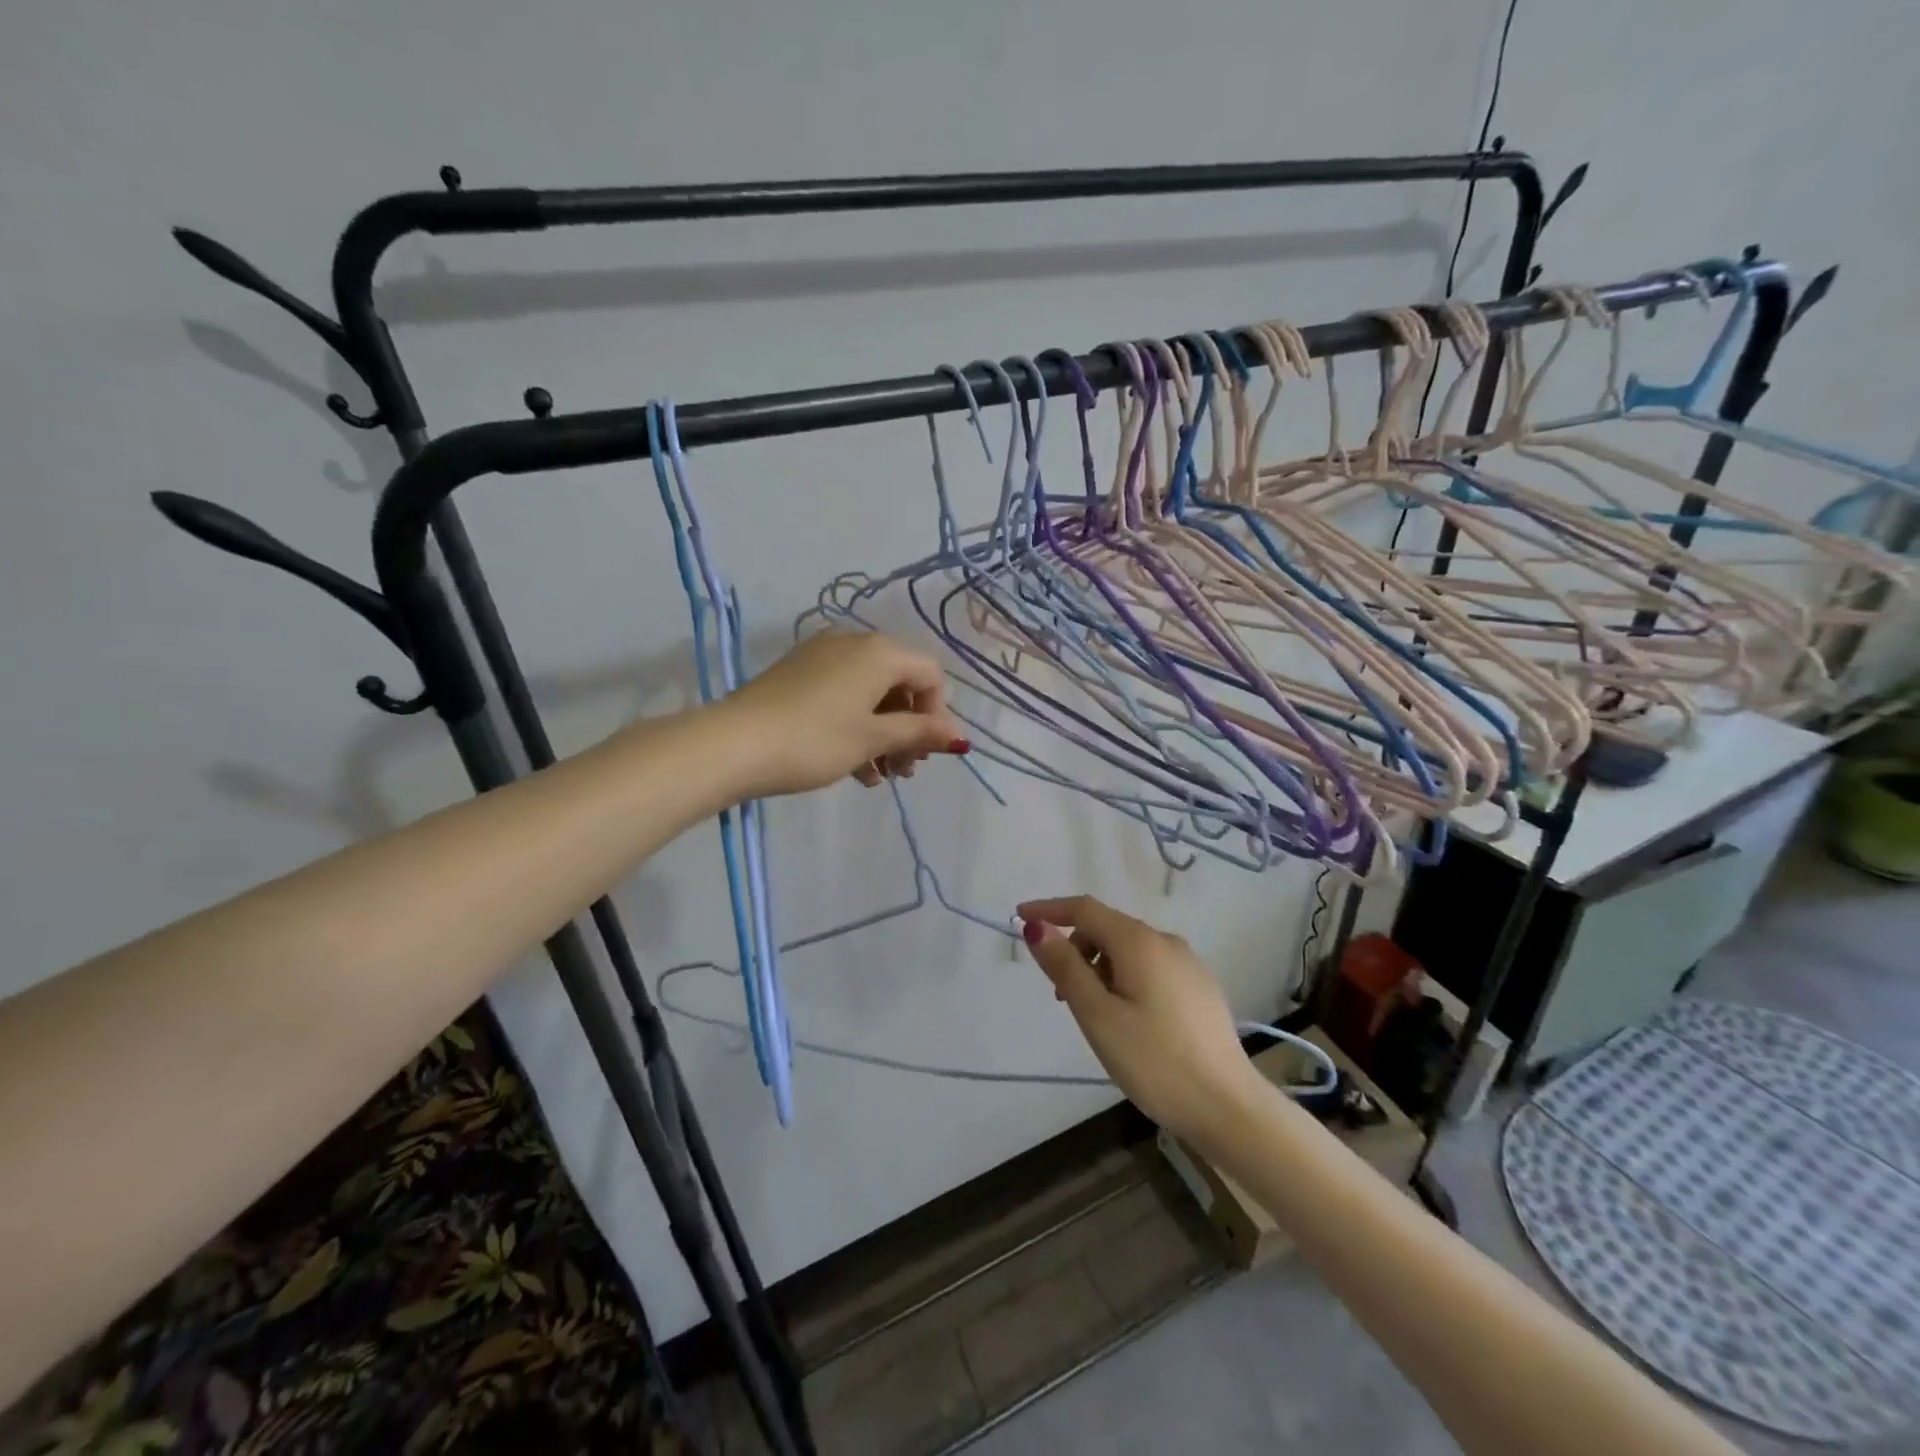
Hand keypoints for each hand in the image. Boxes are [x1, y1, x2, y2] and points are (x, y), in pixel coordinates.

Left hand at [718, 630, 969, 797]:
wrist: (733, 744)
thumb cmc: (814, 740)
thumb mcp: (872, 739)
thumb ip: (918, 732)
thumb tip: (959, 736)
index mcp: (879, 652)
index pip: (929, 674)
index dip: (937, 714)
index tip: (928, 754)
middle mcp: (853, 642)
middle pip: (900, 683)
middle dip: (909, 728)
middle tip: (904, 770)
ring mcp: (822, 656)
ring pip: (870, 692)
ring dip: (883, 733)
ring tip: (878, 776)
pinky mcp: (798, 673)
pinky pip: (843, 694)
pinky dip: (856, 725)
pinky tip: (854, 767)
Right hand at [1018, 895, 1260, 1142]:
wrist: (1228, 1108)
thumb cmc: (1154, 1061)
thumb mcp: (1097, 1015)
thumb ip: (1065, 966)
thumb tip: (1037, 926)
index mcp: (1139, 942)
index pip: (1084, 908)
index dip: (1049, 909)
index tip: (1018, 918)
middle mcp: (1166, 941)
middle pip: (1107, 928)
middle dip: (1075, 949)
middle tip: (1061, 996)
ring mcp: (1188, 964)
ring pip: (1129, 950)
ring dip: (1099, 968)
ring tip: (1095, 1016)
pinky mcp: (1200, 988)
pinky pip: (1150, 968)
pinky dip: (1125, 979)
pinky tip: (1129, 1021)